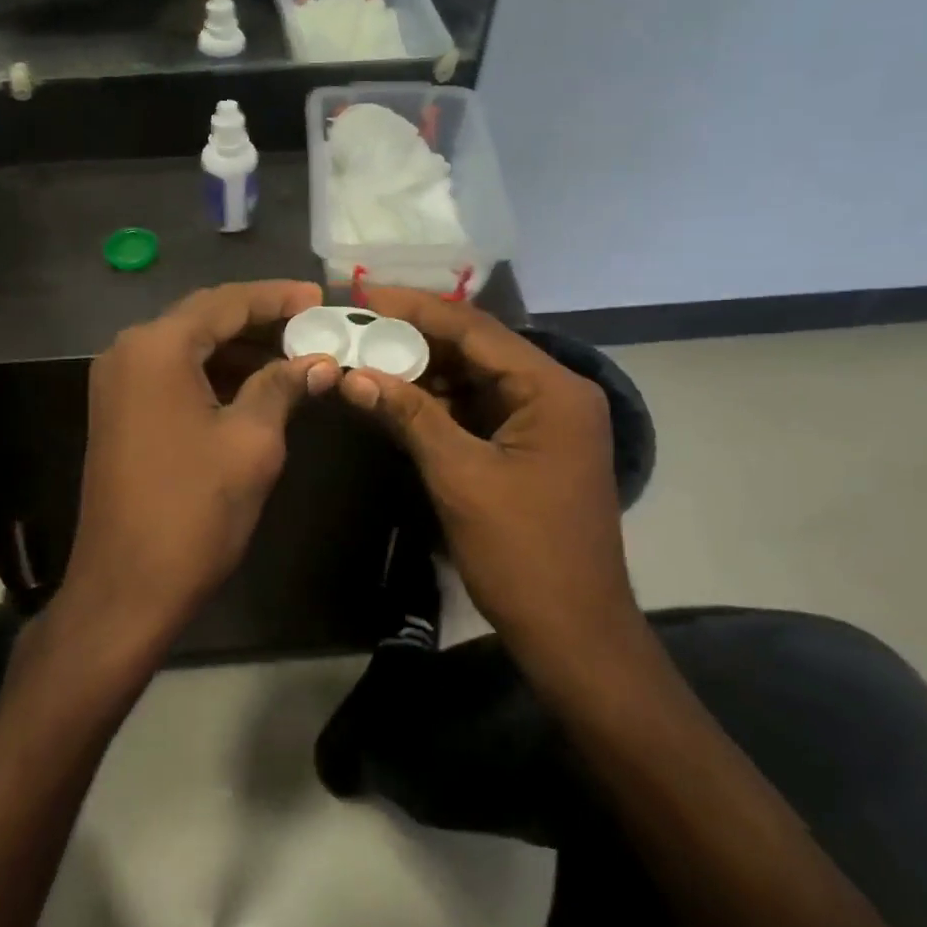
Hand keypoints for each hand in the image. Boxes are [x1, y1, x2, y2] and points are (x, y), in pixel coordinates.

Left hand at [66, 282, 340, 644]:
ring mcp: (118, 383)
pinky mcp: (119, 411)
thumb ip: (282, 387)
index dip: (277, 298)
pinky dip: (213, 374)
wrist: (126, 586)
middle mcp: (128, 351)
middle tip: (312, 326)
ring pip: (188, 347)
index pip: (226, 303)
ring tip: (294, 355)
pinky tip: (255, 385)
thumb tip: (319, 362)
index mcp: (157, 347)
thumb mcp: (251, 442)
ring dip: (239, 349)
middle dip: (260, 320)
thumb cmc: (194, 510)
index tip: (320, 298)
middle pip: (204, 318)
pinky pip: (173, 374)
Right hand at [337, 288, 637, 665]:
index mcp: (552, 389)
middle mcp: (555, 393)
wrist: (572, 632)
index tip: (365, 295)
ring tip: (367, 355)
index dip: (416, 309)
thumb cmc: (522, 552)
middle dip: (416, 337)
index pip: (475, 329)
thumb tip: (354, 374)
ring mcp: (544, 421)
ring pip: (475, 378)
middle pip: (477, 348)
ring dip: (424, 370)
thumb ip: (410, 415)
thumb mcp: (459, 476)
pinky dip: (439, 403)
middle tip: (358, 324)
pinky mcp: (530, 446)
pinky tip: (396, 396)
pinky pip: (478, 409)